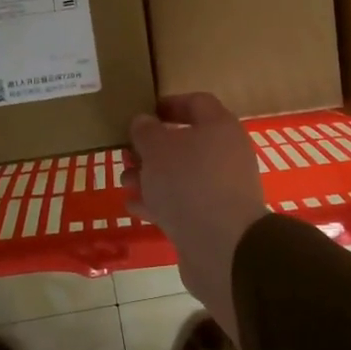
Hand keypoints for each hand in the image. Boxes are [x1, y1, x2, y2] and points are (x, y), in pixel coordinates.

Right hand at [123, 94, 268, 329]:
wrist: (221, 246)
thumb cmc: (188, 183)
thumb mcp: (158, 149)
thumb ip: (146, 131)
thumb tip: (144, 122)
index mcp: (220, 127)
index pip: (196, 103)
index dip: (169, 104)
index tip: (143, 112)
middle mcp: (226, 154)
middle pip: (187, 143)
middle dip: (153, 148)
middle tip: (127, 153)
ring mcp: (221, 189)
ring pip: (182, 175)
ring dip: (152, 177)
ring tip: (125, 182)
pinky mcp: (213, 219)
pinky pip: (183, 203)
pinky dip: (159, 202)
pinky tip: (134, 207)